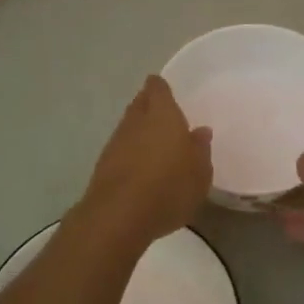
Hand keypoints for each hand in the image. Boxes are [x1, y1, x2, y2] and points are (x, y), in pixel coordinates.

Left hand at [79, 76, 212, 243]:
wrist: (118, 216)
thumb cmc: (169, 188)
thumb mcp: (199, 172)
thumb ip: (200, 149)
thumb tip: (200, 132)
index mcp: (162, 115)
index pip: (158, 89)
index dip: (160, 87)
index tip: (164, 88)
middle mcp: (136, 122)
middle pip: (139, 104)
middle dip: (148, 104)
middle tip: (161, 111)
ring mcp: (116, 143)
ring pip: (128, 126)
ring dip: (139, 130)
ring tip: (154, 140)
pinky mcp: (103, 166)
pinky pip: (121, 149)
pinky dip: (130, 151)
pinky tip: (140, 165)